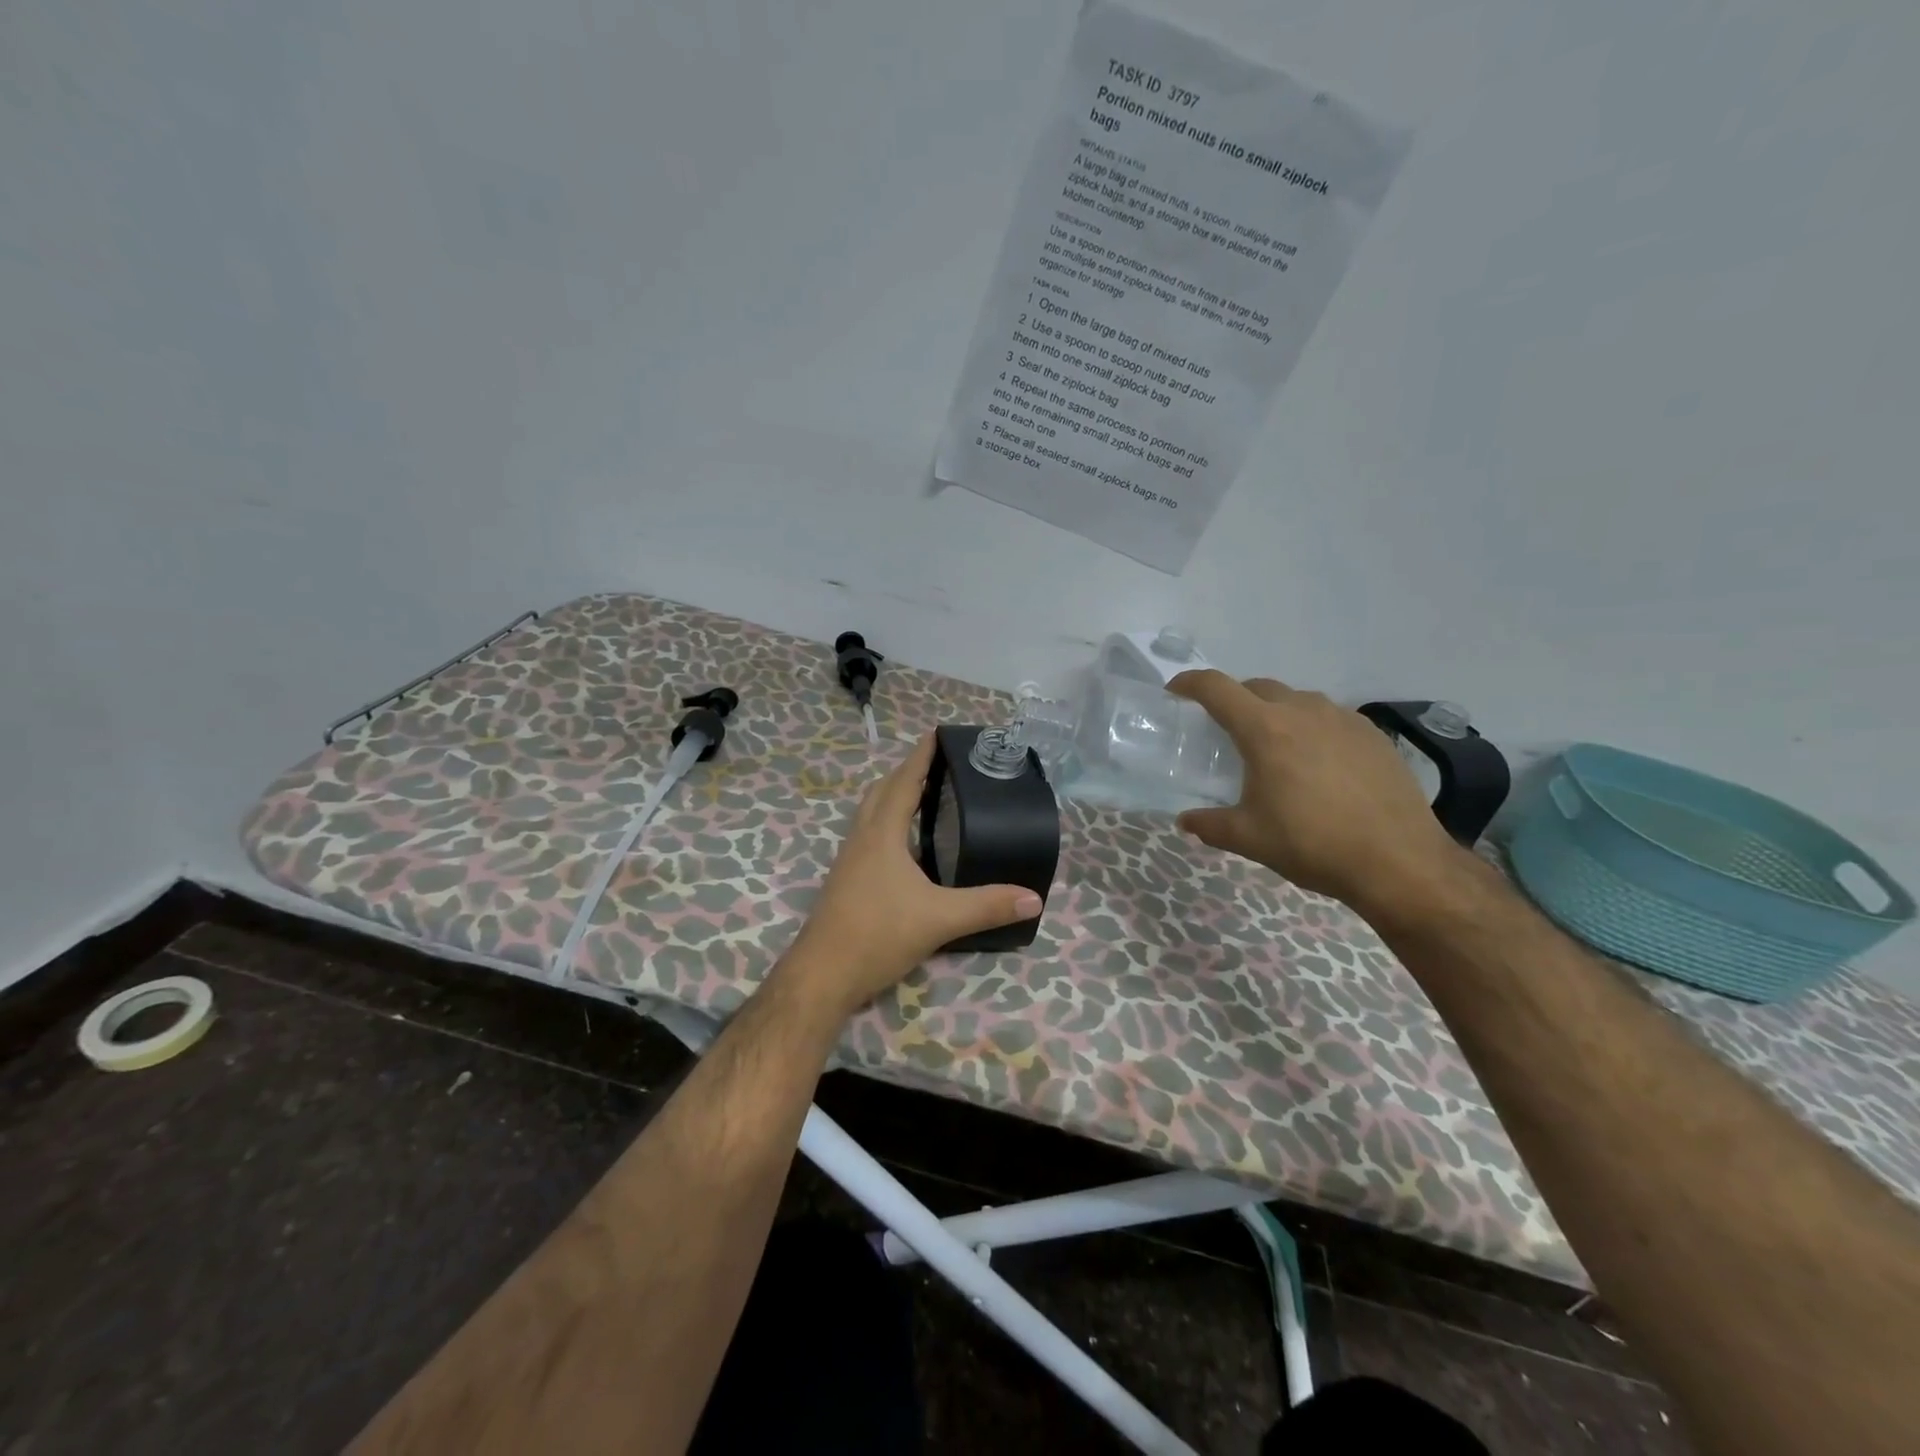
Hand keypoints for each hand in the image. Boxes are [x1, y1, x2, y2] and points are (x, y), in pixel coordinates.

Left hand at [781, 733, 1043, 1015]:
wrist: (823, 974)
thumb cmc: (878, 934)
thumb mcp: (939, 919)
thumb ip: (986, 906)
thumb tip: (1033, 898)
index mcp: (882, 834)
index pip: (904, 782)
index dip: (921, 756)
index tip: (936, 733)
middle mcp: (862, 838)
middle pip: (882, 791)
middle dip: (907, 772)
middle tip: (938, 765)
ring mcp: (849, 859)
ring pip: (871, 813)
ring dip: (893, 796)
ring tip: (923, 796)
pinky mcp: (846, 880)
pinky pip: (868, 835)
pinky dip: (887, 823)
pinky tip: (905, 846)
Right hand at [1168, 671, 1462, 912]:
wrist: (1399, 862)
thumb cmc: (1313, 844)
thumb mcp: (1249, 838)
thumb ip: (1210, 825)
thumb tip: (1186, 821)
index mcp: (1265, 729)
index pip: (1217, 688)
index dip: (1190, 683)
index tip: (1175, 692)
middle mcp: (1303, 711)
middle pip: (1257, 687)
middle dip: (1234, 699)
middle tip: (1224, 730)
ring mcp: (1343, 719)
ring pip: (1296, 699)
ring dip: (1275, 712)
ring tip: (1273, 747)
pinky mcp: (1373, 734)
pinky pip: (1330, 717)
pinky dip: (1311, 728)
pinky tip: (1317, 763)